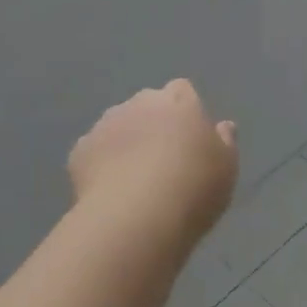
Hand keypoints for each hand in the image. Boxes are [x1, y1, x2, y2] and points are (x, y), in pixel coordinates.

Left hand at [70, 80, 238, 238]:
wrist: (136, 216)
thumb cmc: (193, 188)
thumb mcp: (226, 168)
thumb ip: (225, 142)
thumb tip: (222, 126)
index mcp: (179, 102)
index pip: (181, 90)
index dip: (184, 111)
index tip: (190, 138)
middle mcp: (140, 104)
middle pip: (147, 104)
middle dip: (152, 123)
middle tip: (163, 160)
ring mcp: (105, 124)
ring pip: (117, 126)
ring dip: (125, 142)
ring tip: (134, 179)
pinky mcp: (80, 150)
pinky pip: (94, 151)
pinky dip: (101, 164)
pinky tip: (110, 191)